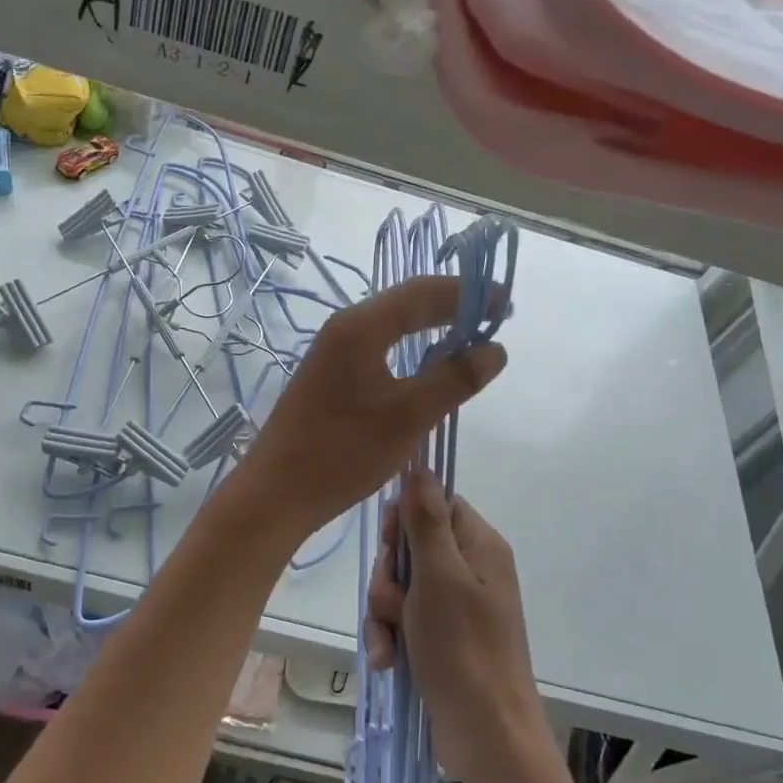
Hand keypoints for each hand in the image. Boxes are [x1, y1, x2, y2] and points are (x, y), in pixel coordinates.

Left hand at [233, 276, 506, 537]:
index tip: (505, 303)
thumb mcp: (410, 415)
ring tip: (470, 339)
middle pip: (406, 302)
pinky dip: (411, 347)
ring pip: (392, 325)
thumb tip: (495, 349)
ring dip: (431, 326)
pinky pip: (380, 346)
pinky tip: (429, 365)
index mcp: (361, 326)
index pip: (422, 291)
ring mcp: (334, 350)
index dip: (467, 293)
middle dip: (452, 306)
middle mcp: (345, 327)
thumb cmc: (344, 450)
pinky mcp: (331, 374)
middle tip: (494, 318)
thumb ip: (455, 379)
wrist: (277, 491)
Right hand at [366, 472, 543, 782]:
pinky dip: (391, 636)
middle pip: (412, 546)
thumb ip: (426, 519)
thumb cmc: (463, 647)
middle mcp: (470, 570)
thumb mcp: (439, 576)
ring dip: (385, 611)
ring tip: (390, 640)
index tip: (390, 542)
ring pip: (401, 586)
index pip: (436, 503)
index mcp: (479, 546)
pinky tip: (388, 659)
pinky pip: (404, 620)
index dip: (405, 518)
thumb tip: (420, 467)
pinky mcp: (442, 639)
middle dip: (390, 575)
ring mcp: (456, 607)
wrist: (487, 736)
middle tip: (393, 600)